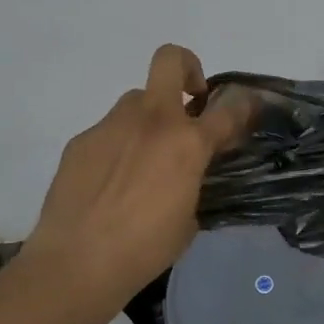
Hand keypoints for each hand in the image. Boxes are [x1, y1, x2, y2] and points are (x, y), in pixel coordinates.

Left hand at [26, 45, 255, 299]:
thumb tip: (189, 171)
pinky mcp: (82, 139)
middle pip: (170, 60)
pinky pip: (108, 132)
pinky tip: (107, 184)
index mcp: (187, 143)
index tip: (247, 107)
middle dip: (186, 68)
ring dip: (147, 121)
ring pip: (136, 101)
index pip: (229, 109)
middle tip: (188, 102)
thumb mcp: (188, 218)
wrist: (75, 263)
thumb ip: (193, 181)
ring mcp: (112, 125)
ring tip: (140, 162)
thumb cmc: (144, 249)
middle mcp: (152, 120)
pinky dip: (116, 148)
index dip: (244, 104)